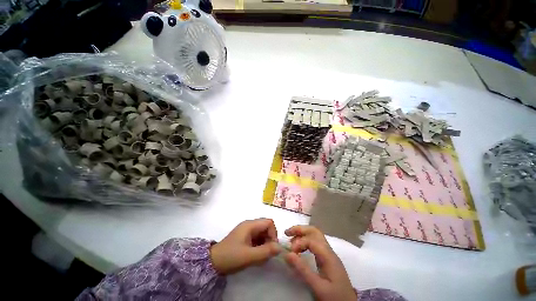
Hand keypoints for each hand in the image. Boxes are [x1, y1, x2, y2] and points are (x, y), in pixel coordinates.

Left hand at [210, 218, 280, 274]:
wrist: (213, 262)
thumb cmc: (231, 257)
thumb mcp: (249, 256)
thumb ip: (266, 251)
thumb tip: (280, 247)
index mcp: (250, 225)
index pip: (269, 222)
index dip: (273, 233)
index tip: (272, 247)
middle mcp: (249, 225)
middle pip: (266, 227)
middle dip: (269, 240)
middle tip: (266, 254)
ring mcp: (247, 231)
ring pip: (262, 233)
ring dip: (265, 244)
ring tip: (260, 256)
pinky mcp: (245, 237)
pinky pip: (257, 238)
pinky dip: (260, 246)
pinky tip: (255, 256)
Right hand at [284, 225, 356, 300]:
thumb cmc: (335, 297)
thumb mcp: (318, 286)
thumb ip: (303, 270)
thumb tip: (287, 254)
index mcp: (328, 256)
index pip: (311, 240)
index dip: (299, 242)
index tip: (290, 252)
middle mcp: (329, 251)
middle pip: (314, 231)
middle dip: (300, 229)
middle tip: (287, 232)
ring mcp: (328, 254)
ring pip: (315, 236)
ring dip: (302, 234)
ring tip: (290, 240)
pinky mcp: (327, 258)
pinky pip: (315, 243)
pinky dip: (305, 242)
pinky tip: (299, 249)